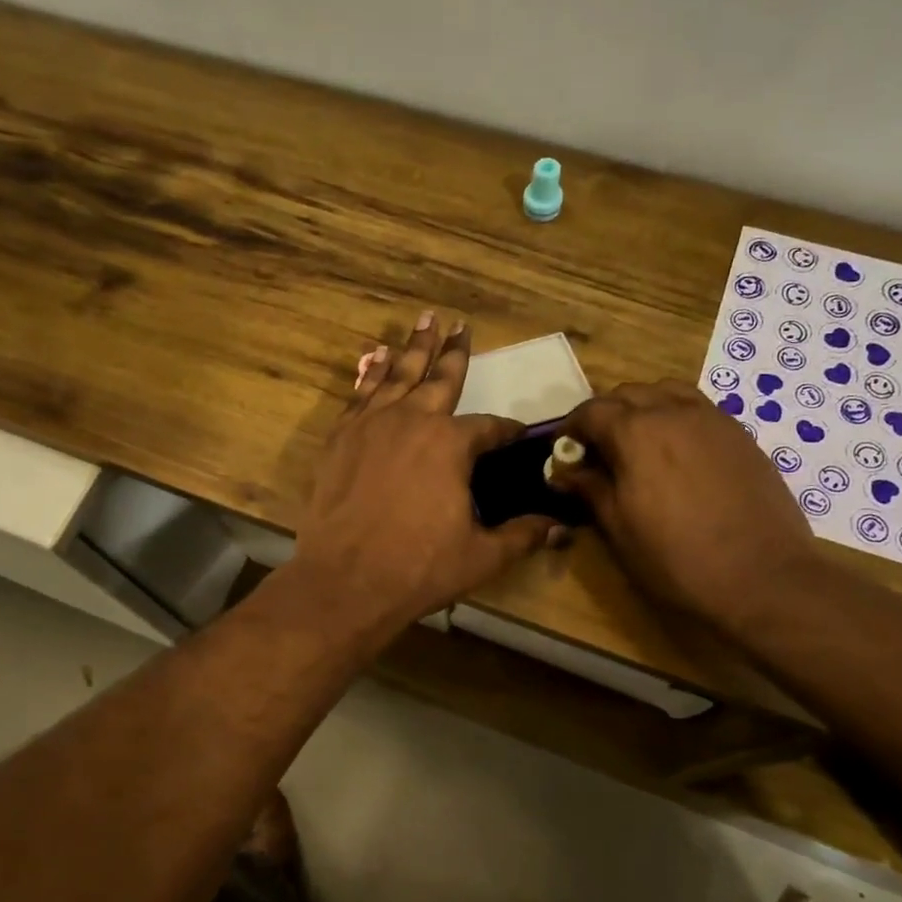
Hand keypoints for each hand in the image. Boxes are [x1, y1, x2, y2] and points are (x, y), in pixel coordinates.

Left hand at [291, 313, 556, 635]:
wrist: (345, 581)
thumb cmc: (419, 568)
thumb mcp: (482, 556)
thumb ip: (522, 535)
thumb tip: (561, 528)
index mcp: (451, 444)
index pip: (489, 428)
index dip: (506, 431)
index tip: (516, 433)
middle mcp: (413, 420)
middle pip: (440, 378)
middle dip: (454, 352)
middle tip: (460, 324)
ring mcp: (371, 425)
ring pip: (397, 375)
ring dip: (413, 348)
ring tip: (423, 321)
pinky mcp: (340, 438)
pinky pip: (360, 394)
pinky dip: (371, 374)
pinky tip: (376, 359)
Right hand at [551, 381, 820, 637]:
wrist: (762, 576)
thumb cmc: (676, 558)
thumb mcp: (619, 528)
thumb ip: (590, 489)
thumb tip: (565, 471)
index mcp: (636, 432)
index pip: (591, 411)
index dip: (572, 428)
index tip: (565, 451)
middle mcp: (673, 412)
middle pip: (629, 393)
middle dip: (606, 414)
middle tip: (598, 450)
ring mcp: (712, 420)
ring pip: (667, 392)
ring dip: (644, 407)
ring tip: (639, 442)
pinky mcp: (740, 435)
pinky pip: (698, 409)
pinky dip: (677, 417)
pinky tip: (677, 452)